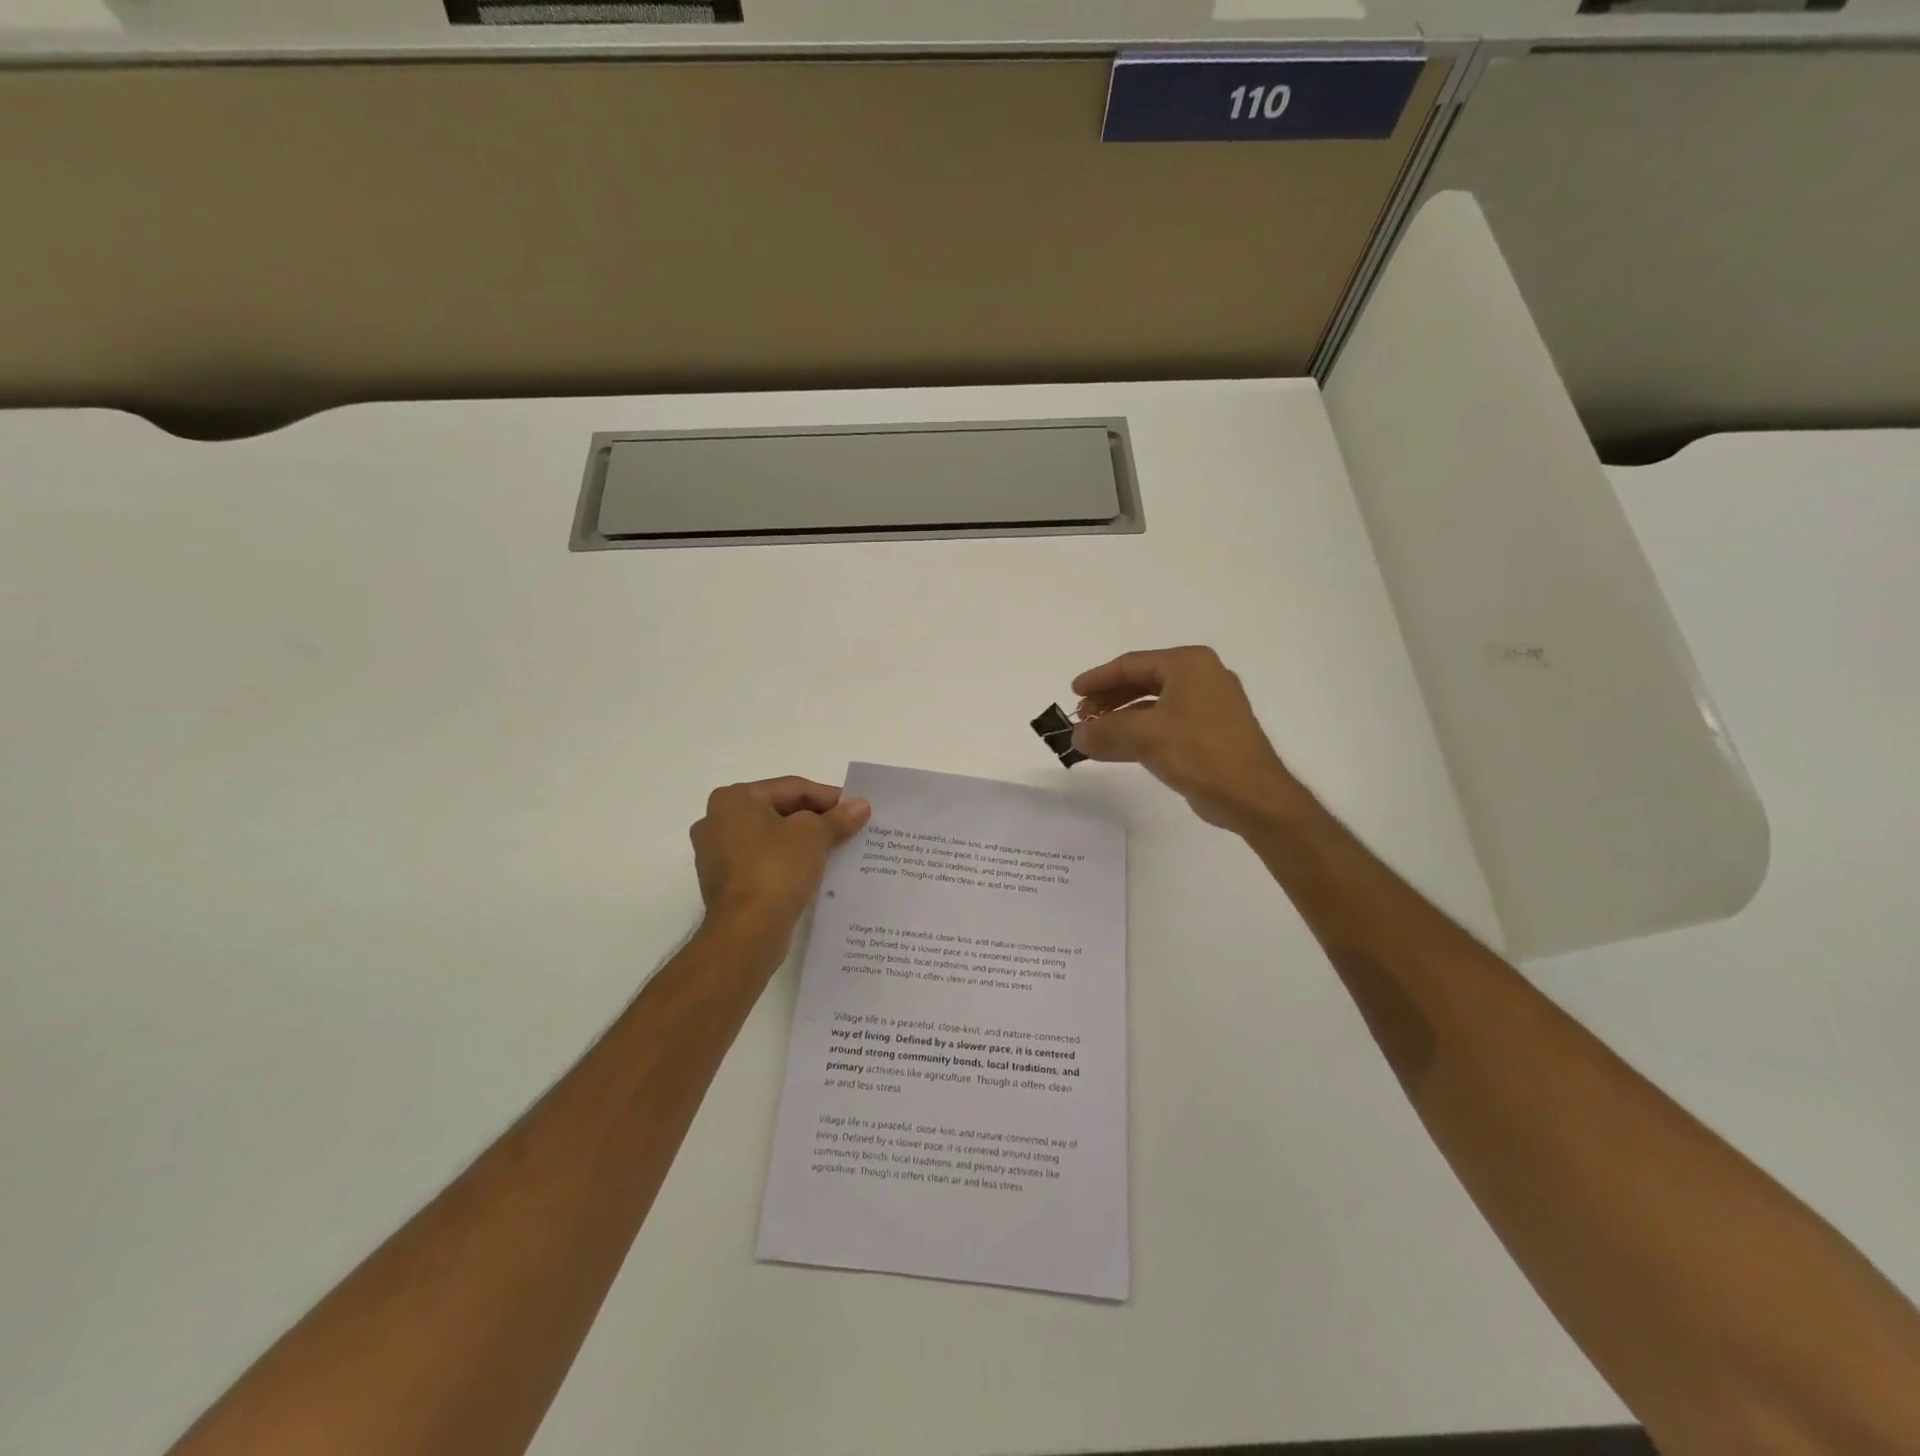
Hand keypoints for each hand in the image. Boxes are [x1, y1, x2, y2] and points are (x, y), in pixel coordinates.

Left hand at [691, 777, 871, 937]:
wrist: (747, 932)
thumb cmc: (776, 869)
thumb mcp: (813, 835)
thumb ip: (837, 817)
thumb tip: (861, 805)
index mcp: (733, 799)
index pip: (791, 788)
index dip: (828, 797)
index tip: (855, 809)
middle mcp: (716, 821)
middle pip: (779, 812)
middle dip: (815, 820)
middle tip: (848, 828)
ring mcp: (716, 855)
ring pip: (770, 839)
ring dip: (802, 843)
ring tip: (836, 849)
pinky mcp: (724, 884)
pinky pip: (762, 863)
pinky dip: (787, 863)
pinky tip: (813, 871)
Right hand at [1071, 647, 1305, 834]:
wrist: (1252, 795)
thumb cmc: (1199, 752)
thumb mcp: (1144, 736)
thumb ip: (1105, 730)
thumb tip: (1076, 735)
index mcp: (1189, 665)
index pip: (1132, 664)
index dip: (1098, 678)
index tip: (1073, 693)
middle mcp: (1201, 677)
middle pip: (1142, 682)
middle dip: (1108, 700)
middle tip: (1082, 716)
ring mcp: (1208, 706)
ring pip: (1152, 706)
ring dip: (1120, 720)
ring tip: (1093, 735)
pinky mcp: (1209, 733)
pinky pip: (1164, 725)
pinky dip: (1139, 734)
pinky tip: (1115, 750)